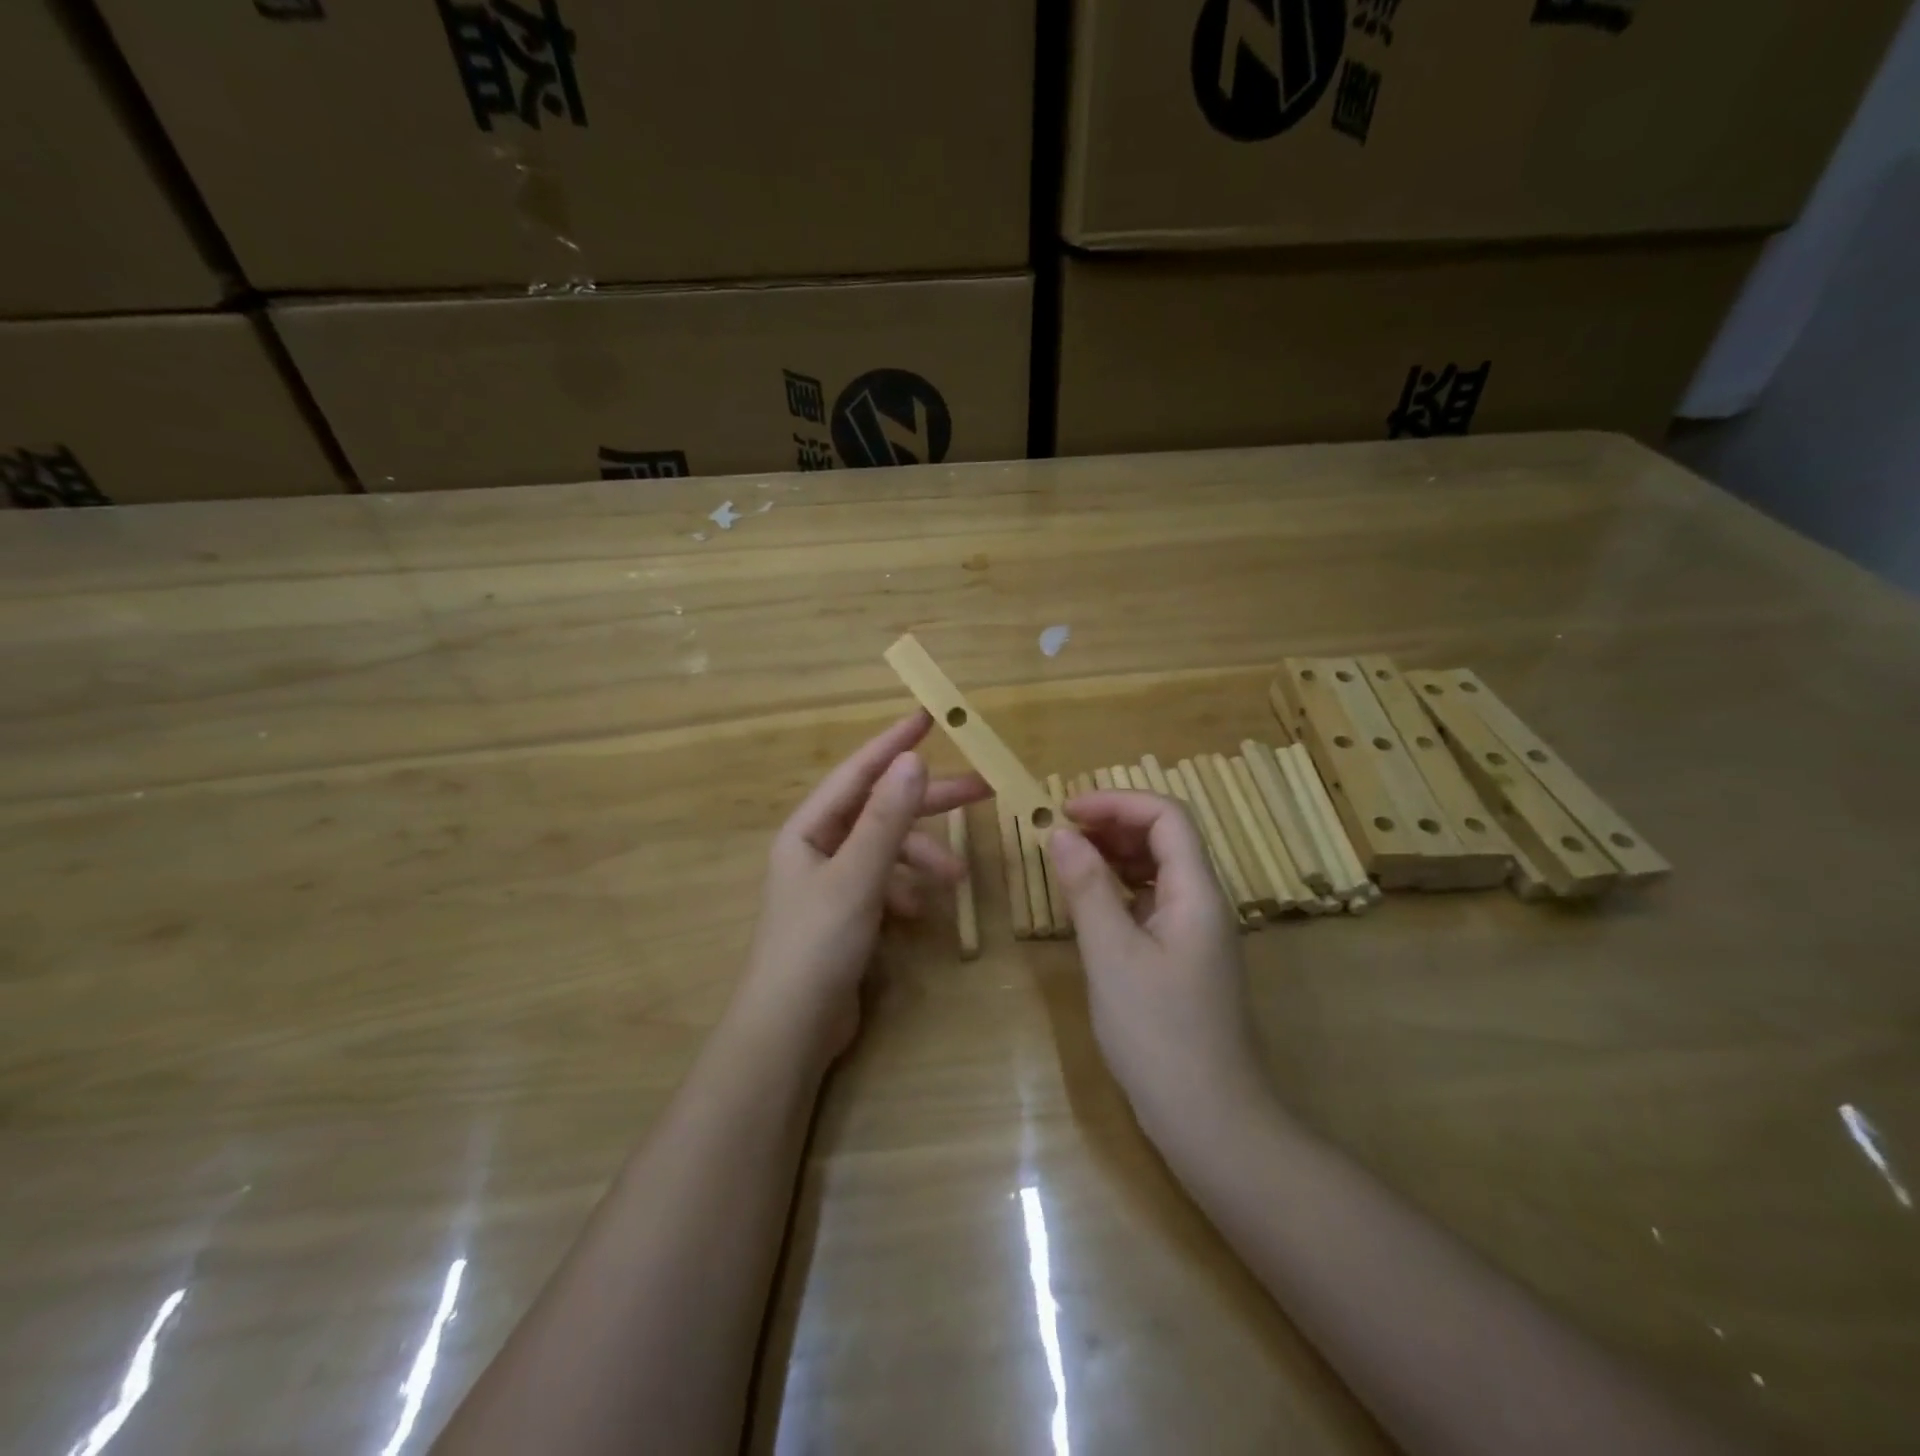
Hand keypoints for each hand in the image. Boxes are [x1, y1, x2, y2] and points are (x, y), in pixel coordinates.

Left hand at [741, 711, 989, 1057]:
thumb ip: (887, 818)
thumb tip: (914, 759)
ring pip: (888, 851)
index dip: (893, 743)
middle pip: (881, 810)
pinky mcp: (846, 915)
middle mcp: (818, 848)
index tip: (929, 716)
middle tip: (985, 790)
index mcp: (809, 829)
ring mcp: (832, 883)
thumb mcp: (857, 876)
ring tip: (957, 880)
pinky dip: (906, 890)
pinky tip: (921, 912)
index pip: (858, 772)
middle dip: (929, 803)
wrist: (791, 1031)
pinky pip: (884, 885)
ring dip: (923, 858)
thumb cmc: (817, 944)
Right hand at [1047, 791, 1268, 1145]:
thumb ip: (1087, 889)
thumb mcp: (1112, 956)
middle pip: (1165, 837)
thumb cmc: (1159, 1035)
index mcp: (1197, 893)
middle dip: (1113, 824)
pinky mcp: (1183, 958)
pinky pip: (1152, 903)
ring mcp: (1196, 932)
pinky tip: (1089, 905)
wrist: (1210, 1121)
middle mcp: (1203, 903)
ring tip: (1068, 863)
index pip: (1166, 816)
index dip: (1117, 802)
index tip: (1066, 811)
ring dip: (1114, 856)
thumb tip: (1061, 834)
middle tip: (1061, 835)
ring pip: (1158, 870)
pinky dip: (1119, 891)